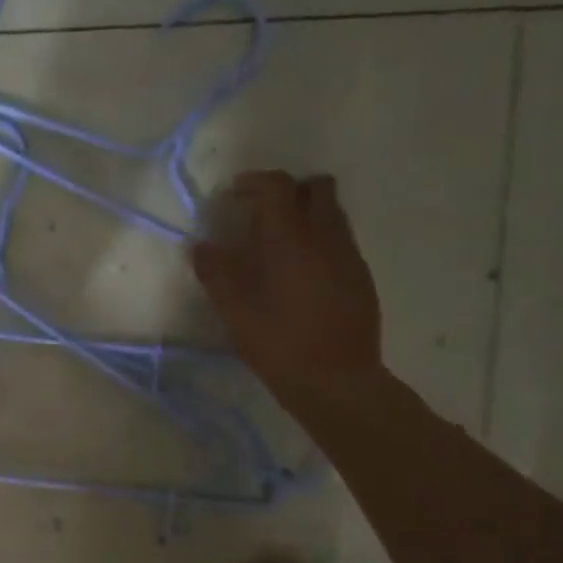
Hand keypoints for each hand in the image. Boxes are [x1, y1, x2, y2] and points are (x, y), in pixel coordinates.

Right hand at [191, 171, 382, 403]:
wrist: (338, 381)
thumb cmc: (281, 346)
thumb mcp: (236, 314)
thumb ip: (216, 274)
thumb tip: (201, 246)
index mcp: (291, 241)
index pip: (278, 186)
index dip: (254, 181)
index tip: (233, 194)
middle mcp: (326, 238)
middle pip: (316, 187)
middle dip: (288, 190)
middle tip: (261, 213)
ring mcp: (349, 256)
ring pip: (333, 212)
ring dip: (306, 213)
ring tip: (280, 243)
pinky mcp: (361, 276)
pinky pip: (341, 239)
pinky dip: (320, 239)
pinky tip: (302, 273)